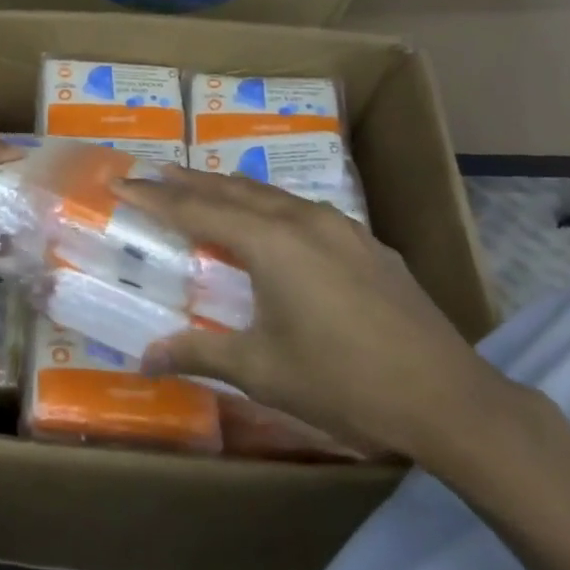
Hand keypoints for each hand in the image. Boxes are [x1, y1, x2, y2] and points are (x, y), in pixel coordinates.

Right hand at [115, 167, 514, 463]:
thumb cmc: (344, 382)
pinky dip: (269, 206)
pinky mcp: (366, 243)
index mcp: (269, 243)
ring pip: (270, 194)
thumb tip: (144, 358)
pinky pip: (302, 210)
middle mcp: (301, 220)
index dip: (154, 198)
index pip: (195, 211)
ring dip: (230, 189)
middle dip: (188, 180)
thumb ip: (199, 352)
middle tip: (153, 171)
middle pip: (231, 189)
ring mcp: (340, 227)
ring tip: (203, 187)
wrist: (448, 398)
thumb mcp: (262, 370)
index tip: (120, 182)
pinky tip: (272, 222)